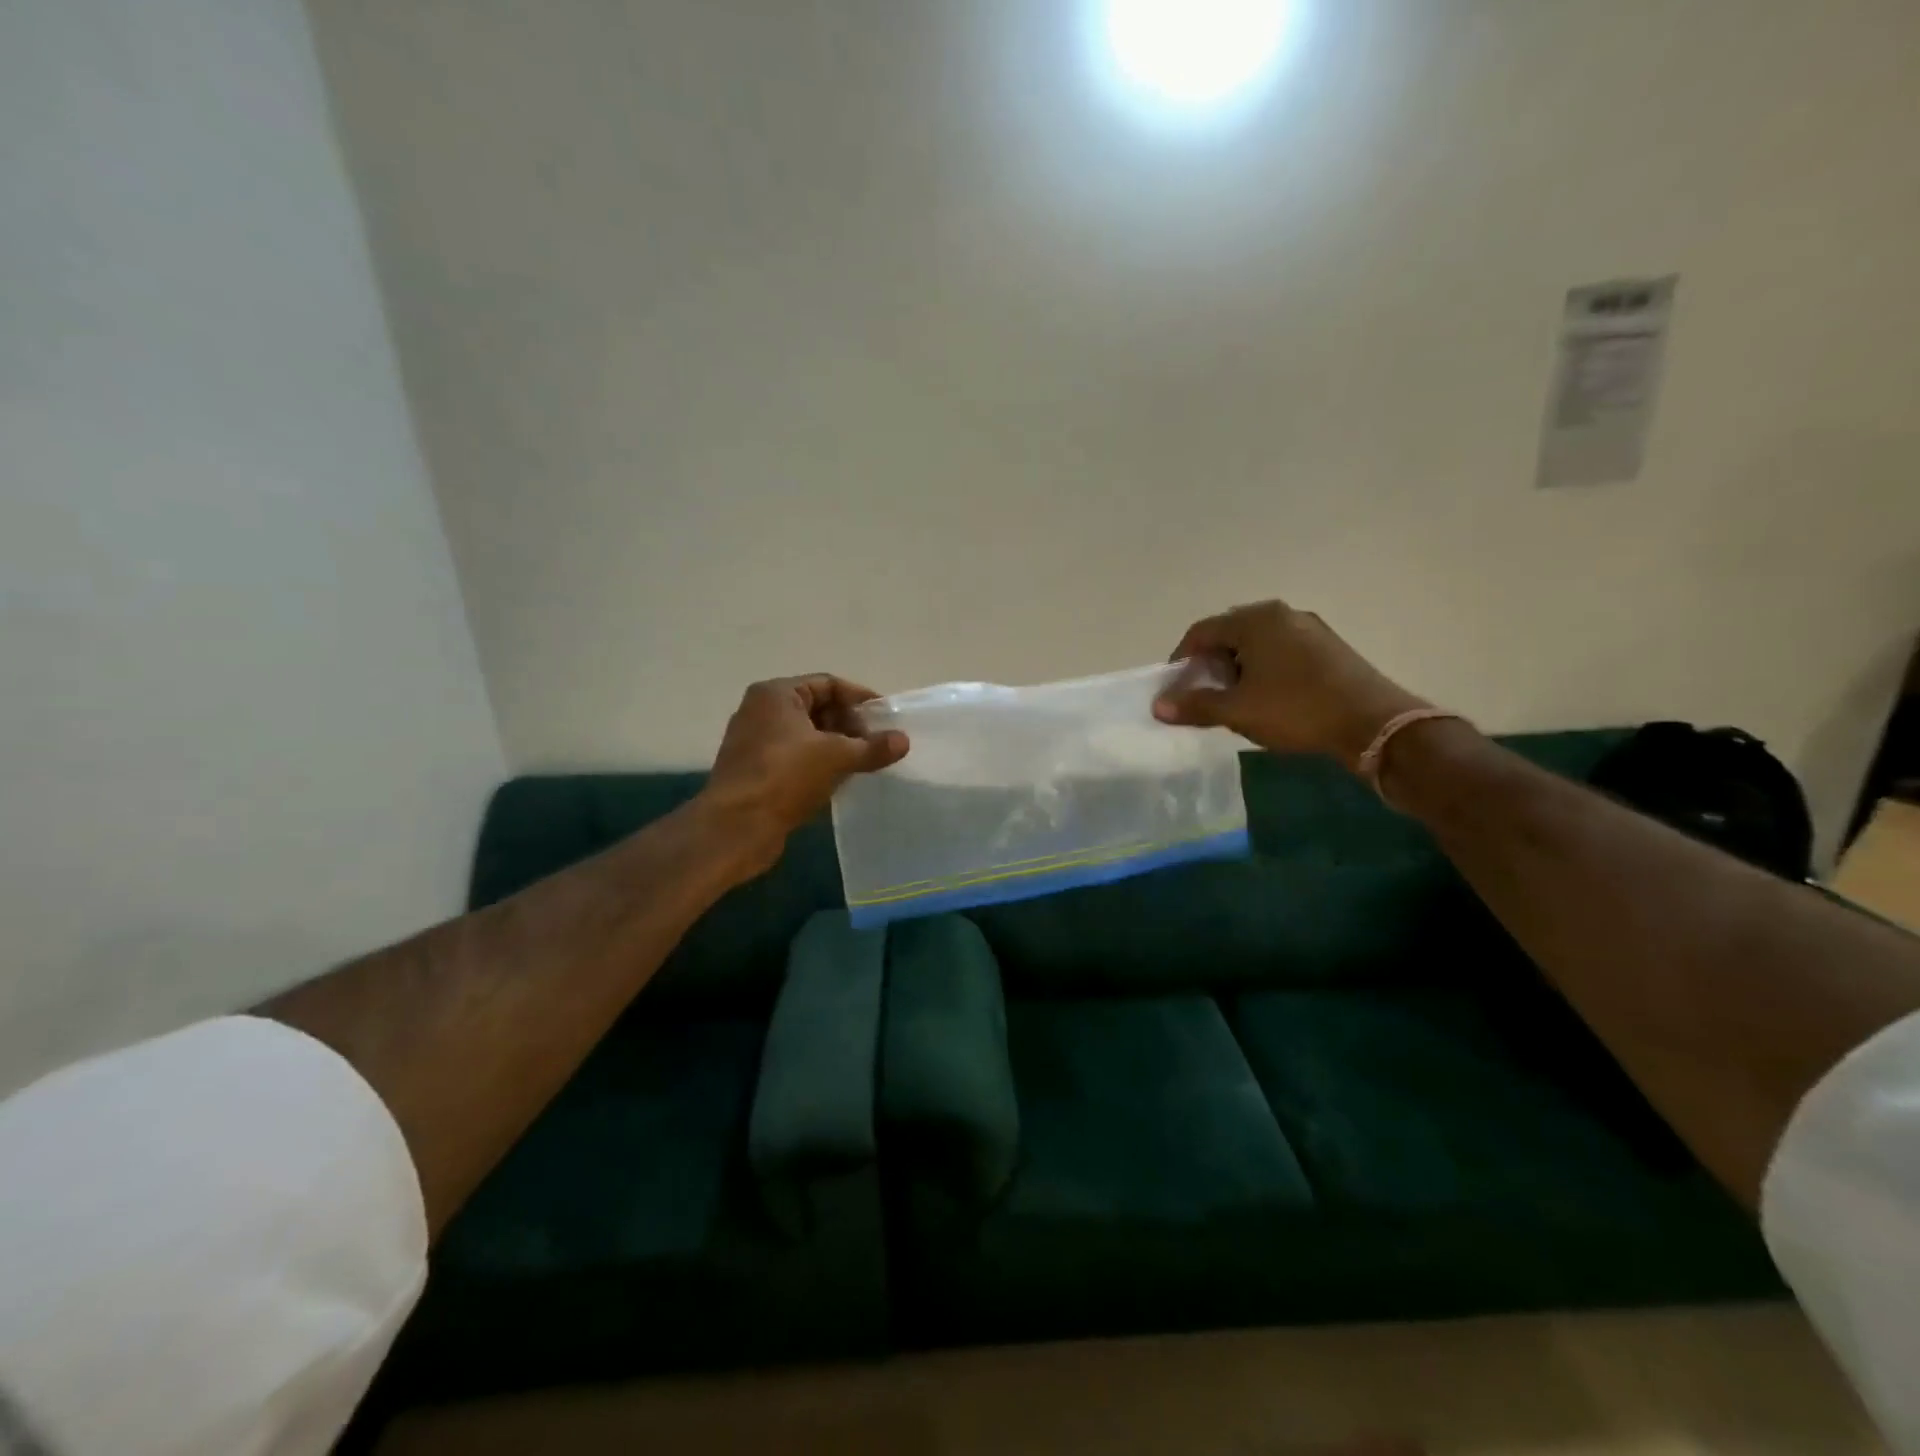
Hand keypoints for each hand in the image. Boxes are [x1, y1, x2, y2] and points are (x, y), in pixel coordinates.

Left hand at [700, 675, 908, 874]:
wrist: (736, 827)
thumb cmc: (785, 777)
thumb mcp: (836, 757)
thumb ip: (873, 747)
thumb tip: (904, 740)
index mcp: (776, 694)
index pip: (828, 684)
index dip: (860, 699)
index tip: (886, 718)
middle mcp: (761, 711)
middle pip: (816, 708)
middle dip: (849, 725)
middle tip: (876, 745)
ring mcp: (754, 742)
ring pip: (806, 736)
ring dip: (836, 747)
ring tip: (863, 764)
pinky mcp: (754, 771)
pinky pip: (794, 758)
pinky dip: (818, 764)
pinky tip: (839, 781)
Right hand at [1153, 600, 1428, 769]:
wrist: (1372, 723)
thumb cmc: (1296, 710)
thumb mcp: (1238, 711)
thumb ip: (1195, 705)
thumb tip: (1158, 706)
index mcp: (1255, 620)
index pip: (1201, 632)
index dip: (1181, 659)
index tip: (1175, 688)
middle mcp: (1281, 613)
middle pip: (1229, 633)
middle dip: (1210, 663)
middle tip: (1203, 694)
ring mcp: (1309, 627)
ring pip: (1257, 643)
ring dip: (1237, 668)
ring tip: (1234, 700)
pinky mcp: (1328, 646)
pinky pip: (1282, 650)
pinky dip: (1264, 669)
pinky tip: (1268, 697)